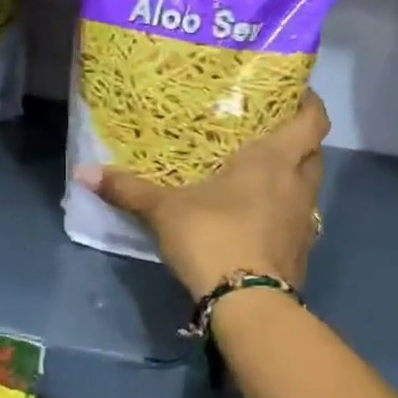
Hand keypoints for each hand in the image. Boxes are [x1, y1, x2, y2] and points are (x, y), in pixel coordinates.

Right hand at [75, 91, 329, 298]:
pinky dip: (284, 211)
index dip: (310, 103)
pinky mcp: (301, 252)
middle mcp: (299, 185)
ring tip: (261, 173)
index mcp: (275, 160)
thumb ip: (128, 189)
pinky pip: (298, 219)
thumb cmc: (213, 236)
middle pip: (314, 152)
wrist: (247, 304)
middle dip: (299, 140)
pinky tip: (257, 216)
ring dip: (292, 177)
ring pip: (308, 187)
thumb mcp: (165, 210)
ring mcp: (305, 221)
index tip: (295, 93)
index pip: (312, 120)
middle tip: (269, 131)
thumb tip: (83, 171)